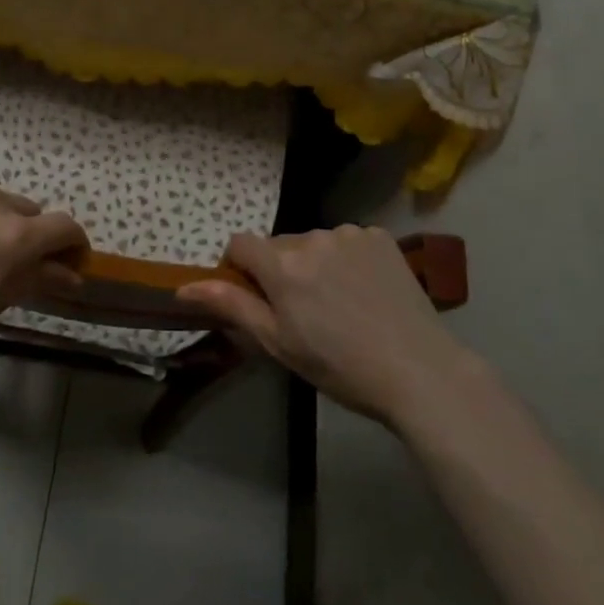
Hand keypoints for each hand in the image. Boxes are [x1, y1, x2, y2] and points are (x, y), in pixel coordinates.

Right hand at [176, 226, 473, 425]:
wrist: (419, 370)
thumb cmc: (340, 366)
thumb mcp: (278, 343)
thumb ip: (231, 306)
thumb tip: (183, 287)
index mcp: (282, 264)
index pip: (240, 244)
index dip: (240, 269)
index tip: (255, 299)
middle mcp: (312, 237)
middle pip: (279, 246)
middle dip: (280, 271)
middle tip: (303, 313)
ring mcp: (350, 233)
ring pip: (314, 243)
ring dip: (314, 264)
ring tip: (339, 305)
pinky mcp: (380, 236)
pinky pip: (347, 242)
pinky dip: (346, 260)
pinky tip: (365, 292)